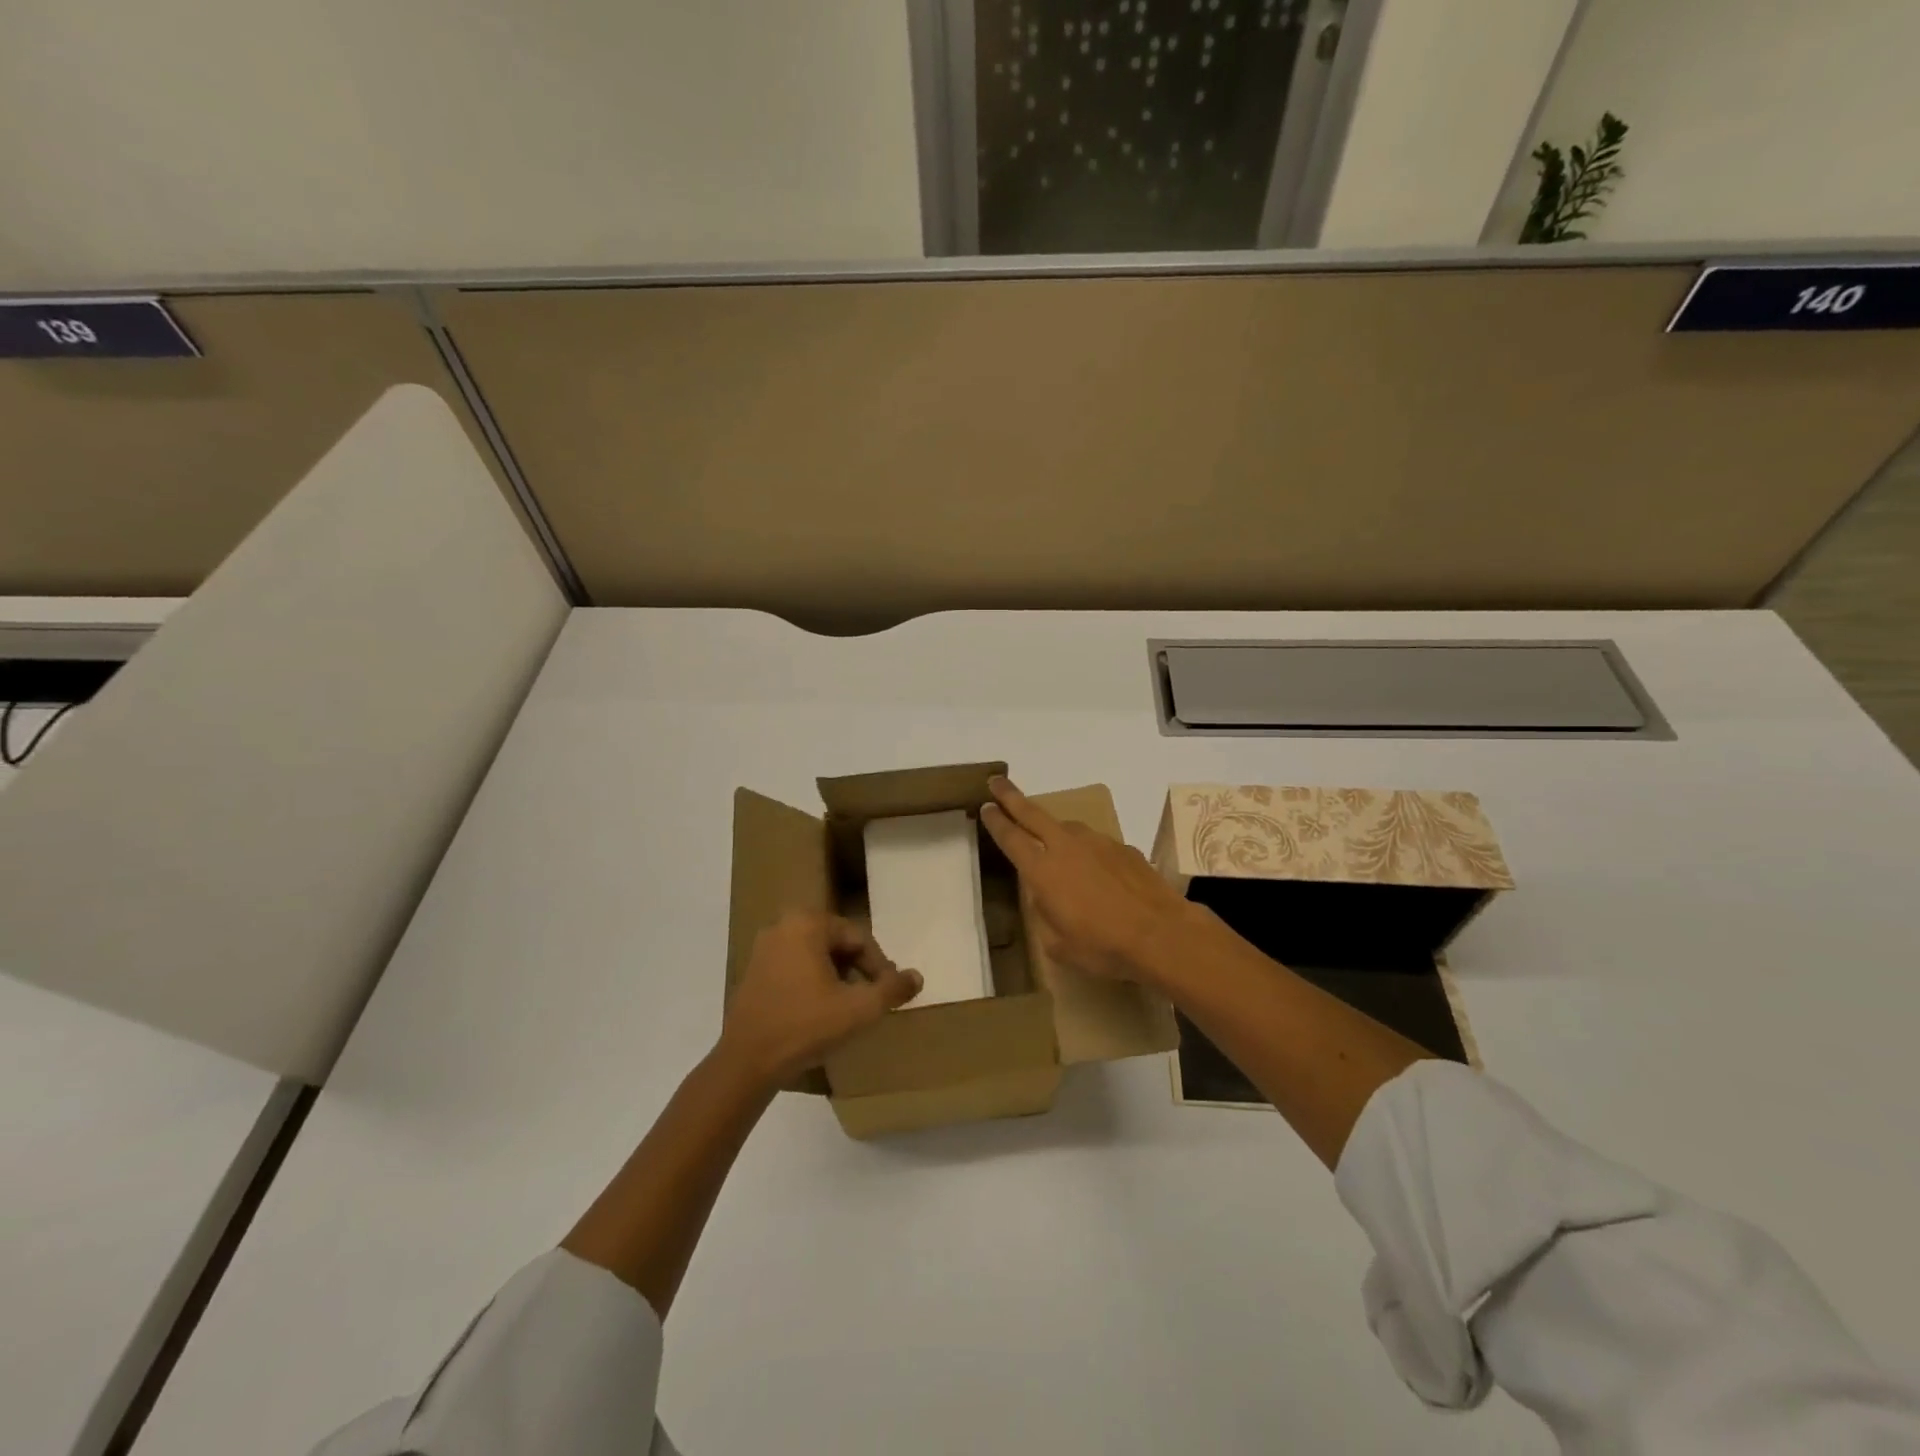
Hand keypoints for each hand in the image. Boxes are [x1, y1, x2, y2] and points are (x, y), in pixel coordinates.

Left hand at [719, 912, 921, 1087]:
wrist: (746, 1062)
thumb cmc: (805, 1026)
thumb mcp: (858, 1009)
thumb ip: (892, 990)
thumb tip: (917, 976)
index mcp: (807, 923)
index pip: (858, 938)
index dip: (879, 966)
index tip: (888, 993)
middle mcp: (783, 925)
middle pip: (837, 942)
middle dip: (858, 969)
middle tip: (871, 997)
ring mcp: (764, 947)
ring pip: (816, 954)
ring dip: (837, 975)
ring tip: (849, 1005)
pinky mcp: (753, 970)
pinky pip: (795, 966)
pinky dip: (813, 981)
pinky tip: (820, 1010)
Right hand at [980, 776, 1209, 987]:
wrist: (1161, 934)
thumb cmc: (1102, 947)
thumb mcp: (1058, 945)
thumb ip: (1045, 915)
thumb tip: (1045, 897)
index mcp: (1042, 870)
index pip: (1011, 838)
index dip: (996, 821)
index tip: (985, 806)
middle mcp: (1066, 847)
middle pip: (1032, 814)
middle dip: (1011, 797)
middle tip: (997, 781)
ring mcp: (1097, 843)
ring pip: (1067, 827)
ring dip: (1054, 829)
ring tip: (1052, 842)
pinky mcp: (1123, 848)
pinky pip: (1096, 845)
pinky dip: (1088, 852)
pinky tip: (1097, 872)